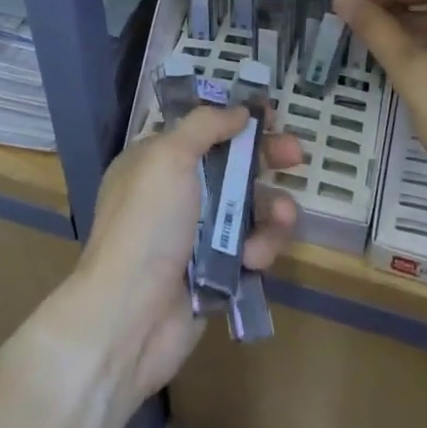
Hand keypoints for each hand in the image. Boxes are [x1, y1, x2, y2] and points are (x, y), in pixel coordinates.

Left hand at [69, 107, 301, 425]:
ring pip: (247, 208)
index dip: (234, 120)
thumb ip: (205, 126)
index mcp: (156, 161)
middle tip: (295, 155)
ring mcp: (196, 234)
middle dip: (265, 159)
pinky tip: (253, 258)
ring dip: (270, 209)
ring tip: (283, 217)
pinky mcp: (216, 271)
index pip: (201, 129)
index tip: (268, 116)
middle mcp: (175, 193)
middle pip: (230, 165)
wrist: (130, 317)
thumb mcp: (168, 157)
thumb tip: (237, 110)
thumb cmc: (147, 224)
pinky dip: (258, 248)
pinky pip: (250, 248)